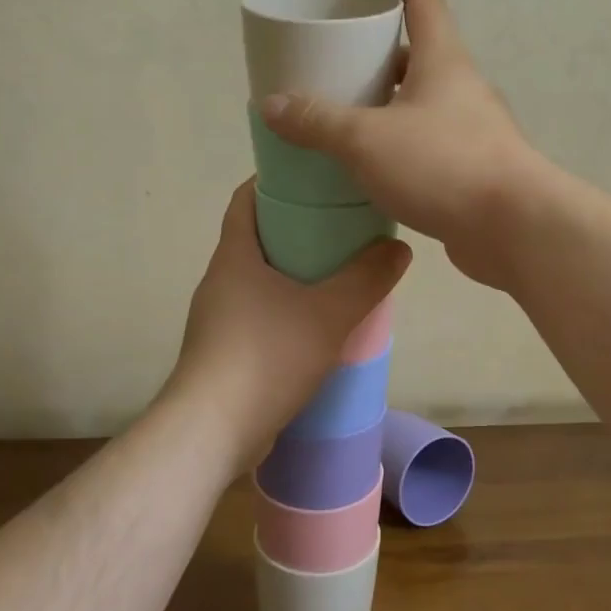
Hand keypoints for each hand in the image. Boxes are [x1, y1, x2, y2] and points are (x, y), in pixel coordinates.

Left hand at [166, 182, 410, 466]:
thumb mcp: (329, 313)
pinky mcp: (222, 354)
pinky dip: (285, 311)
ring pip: (258, 281)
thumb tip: (398, 247)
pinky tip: (316, 328)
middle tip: (340, 228)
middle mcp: (219, 282)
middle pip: (255, 239)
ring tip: (337, 277)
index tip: (312, 178)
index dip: (273, 181)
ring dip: (292, 274)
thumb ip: (367, 278)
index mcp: (234, 257)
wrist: (212, 431)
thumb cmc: (267, 356)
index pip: (245, 199)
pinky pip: (258, 317)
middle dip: (295, 229)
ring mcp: (217, 320)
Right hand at [258, 0, 546, 288]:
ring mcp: (474, 130)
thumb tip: (271, 105)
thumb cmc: (442, 165)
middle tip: (340, 67)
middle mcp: (462, 88)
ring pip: (425, 104)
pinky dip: (402, 146)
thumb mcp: (366, 140)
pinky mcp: (474, 169)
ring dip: (390, 105)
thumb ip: (317, 122)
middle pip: (420, 55)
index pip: (423, 1)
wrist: (515, 227)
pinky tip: (375, 169)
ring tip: (347, 120)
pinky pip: (430, 144)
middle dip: (380, 55)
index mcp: (443, 61)